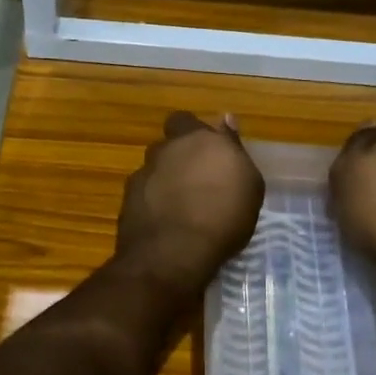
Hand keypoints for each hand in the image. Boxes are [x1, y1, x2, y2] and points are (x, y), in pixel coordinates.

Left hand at [116, 112, 264, 292]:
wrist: (172, 253)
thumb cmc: (222, 218)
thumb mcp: (248, 186)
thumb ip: (234, 150)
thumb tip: (226, 120)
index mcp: (197, 139)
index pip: (189, 121)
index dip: (197, 135)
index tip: (211, 154)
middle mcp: (166, 149)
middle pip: (169, 144)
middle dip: (179, 155)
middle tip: (198, 180)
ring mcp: (143, 173)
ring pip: (155, 168)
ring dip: (166, 180)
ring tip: (182, 206)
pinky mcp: (127, 200)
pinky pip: (144, 193)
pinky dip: (153, 202)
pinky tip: (165, 222)